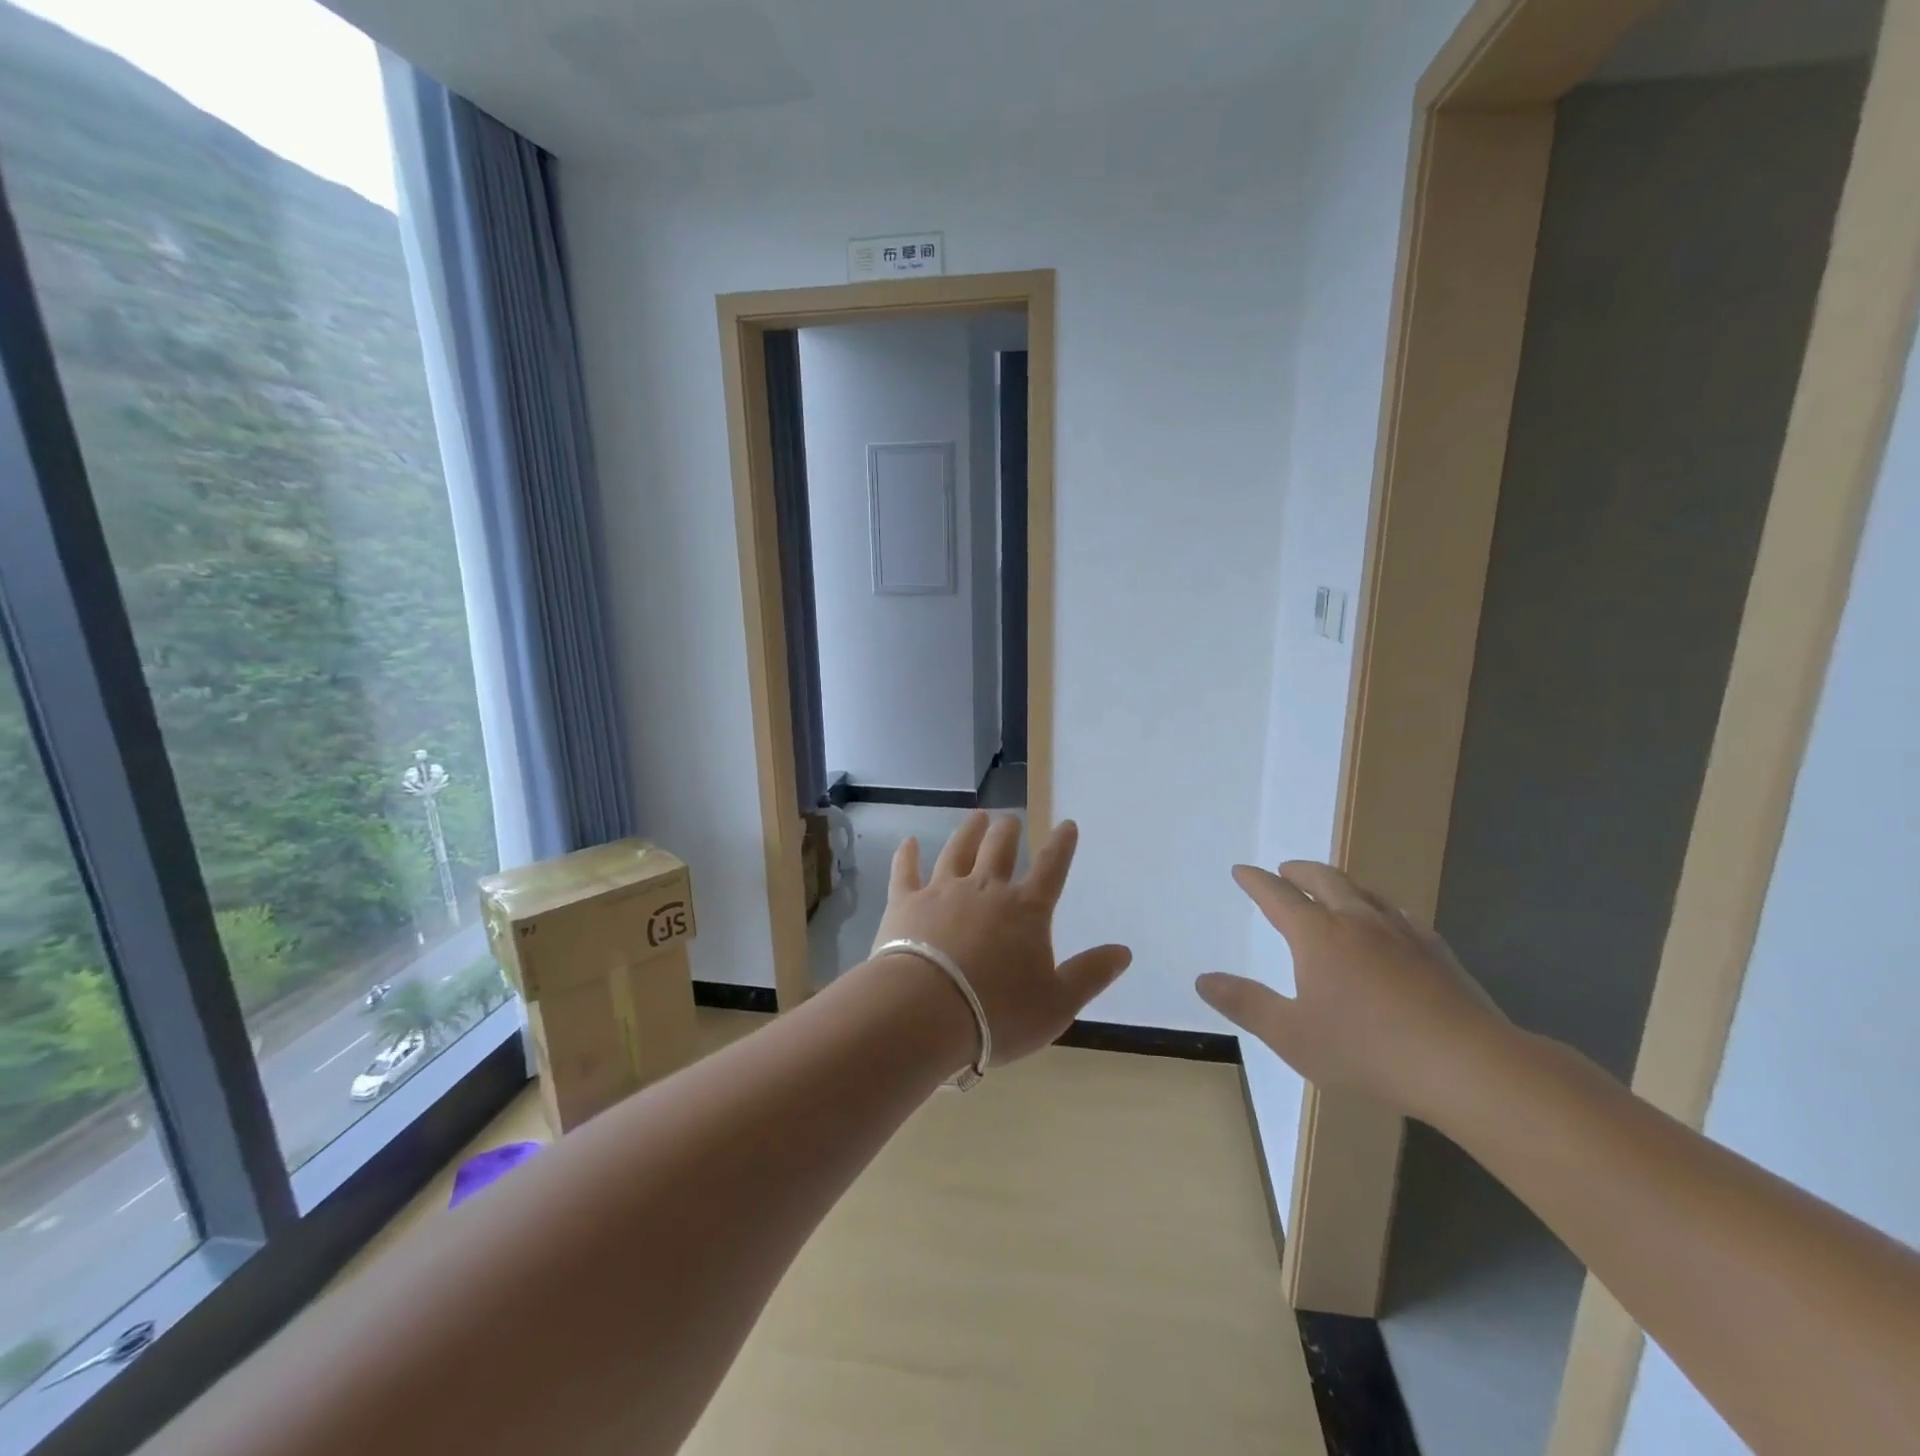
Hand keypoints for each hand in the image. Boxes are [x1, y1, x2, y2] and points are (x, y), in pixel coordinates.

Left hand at [871, 812, 1131, 1065]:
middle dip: (1007, 831)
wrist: (926, 1012)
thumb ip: (1090, 975)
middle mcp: (986, 890)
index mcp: (1026, 911)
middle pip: (999, 849)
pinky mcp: (905, 903)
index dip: (1062, 846)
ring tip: (976, 817)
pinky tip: (909, 842)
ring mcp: (942, 892)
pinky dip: (907, 855)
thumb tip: (1124, 951)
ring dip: (968, 832)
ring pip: (957, 851)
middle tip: (1009, 819)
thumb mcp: (1057, 1004)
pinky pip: (906, 871)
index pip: (1051, 869)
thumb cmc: (998, 1014)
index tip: (1067, 825)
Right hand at [1195, 861, 1507, 1120]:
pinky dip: (1380, 905)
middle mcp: (1356, 921)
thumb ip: (1245, 1004)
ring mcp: (1401, 933)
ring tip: (1330, 886)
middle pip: (1323, 880)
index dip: (1256, 882)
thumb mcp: (1291, 1034)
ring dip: (1339, 882)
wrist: (1467, 1066)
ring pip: (1363, 891)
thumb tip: (1203, 979)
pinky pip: (1400, 914)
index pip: (1277, 896)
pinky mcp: (1436, 951)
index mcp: (1317, 935)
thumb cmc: (1368, 1050)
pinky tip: (1389, 920)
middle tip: (1284, 869)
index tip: (1242, 870)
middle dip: (1298, 871)